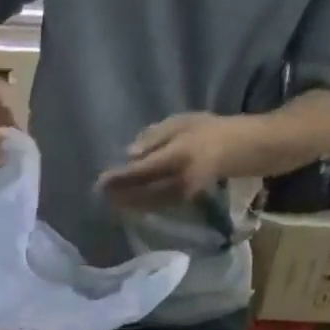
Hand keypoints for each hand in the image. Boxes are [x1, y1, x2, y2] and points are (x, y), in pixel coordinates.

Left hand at [96, 112, 244, 209]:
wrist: (231, 150)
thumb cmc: (203, 130)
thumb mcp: (179, 123)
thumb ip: (154, 138)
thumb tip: (128, 154)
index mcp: (178, 155)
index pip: (143, 170)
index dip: (121, 177)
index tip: (102, 179)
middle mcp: (178, 179)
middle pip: (141, 191)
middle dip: (118, 193)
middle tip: (98, 193)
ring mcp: (180, 194)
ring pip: (146, 202)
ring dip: (125, 203)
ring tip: (106, 200)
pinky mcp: (180, 203)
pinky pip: (154, 207)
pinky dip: (137, 206)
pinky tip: (124, 205)